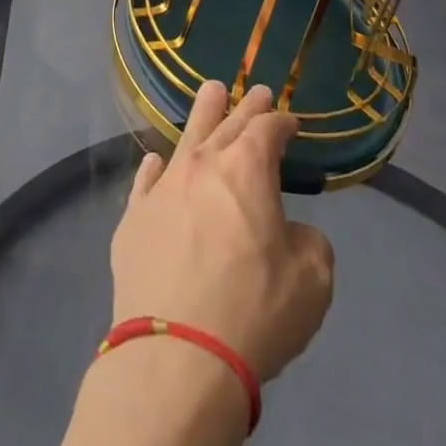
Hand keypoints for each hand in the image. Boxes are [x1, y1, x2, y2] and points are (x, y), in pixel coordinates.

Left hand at [110, 81, 335, 383]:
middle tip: (257, 91)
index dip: (282, 122)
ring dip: (202, 113)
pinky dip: (155, 168)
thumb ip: (310, 244)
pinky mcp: (134, 217)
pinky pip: (146, 180)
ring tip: (211, 92)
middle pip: (227, 122)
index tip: (291, 123)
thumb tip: (292, 232)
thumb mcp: (311, 282)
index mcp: (247, 169)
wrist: (177, 354)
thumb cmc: (254, 312)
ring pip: (186, 136)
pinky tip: (156, 161)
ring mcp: (164, 187)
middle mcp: (202, 164)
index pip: (268, 130)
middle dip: (246, 106)